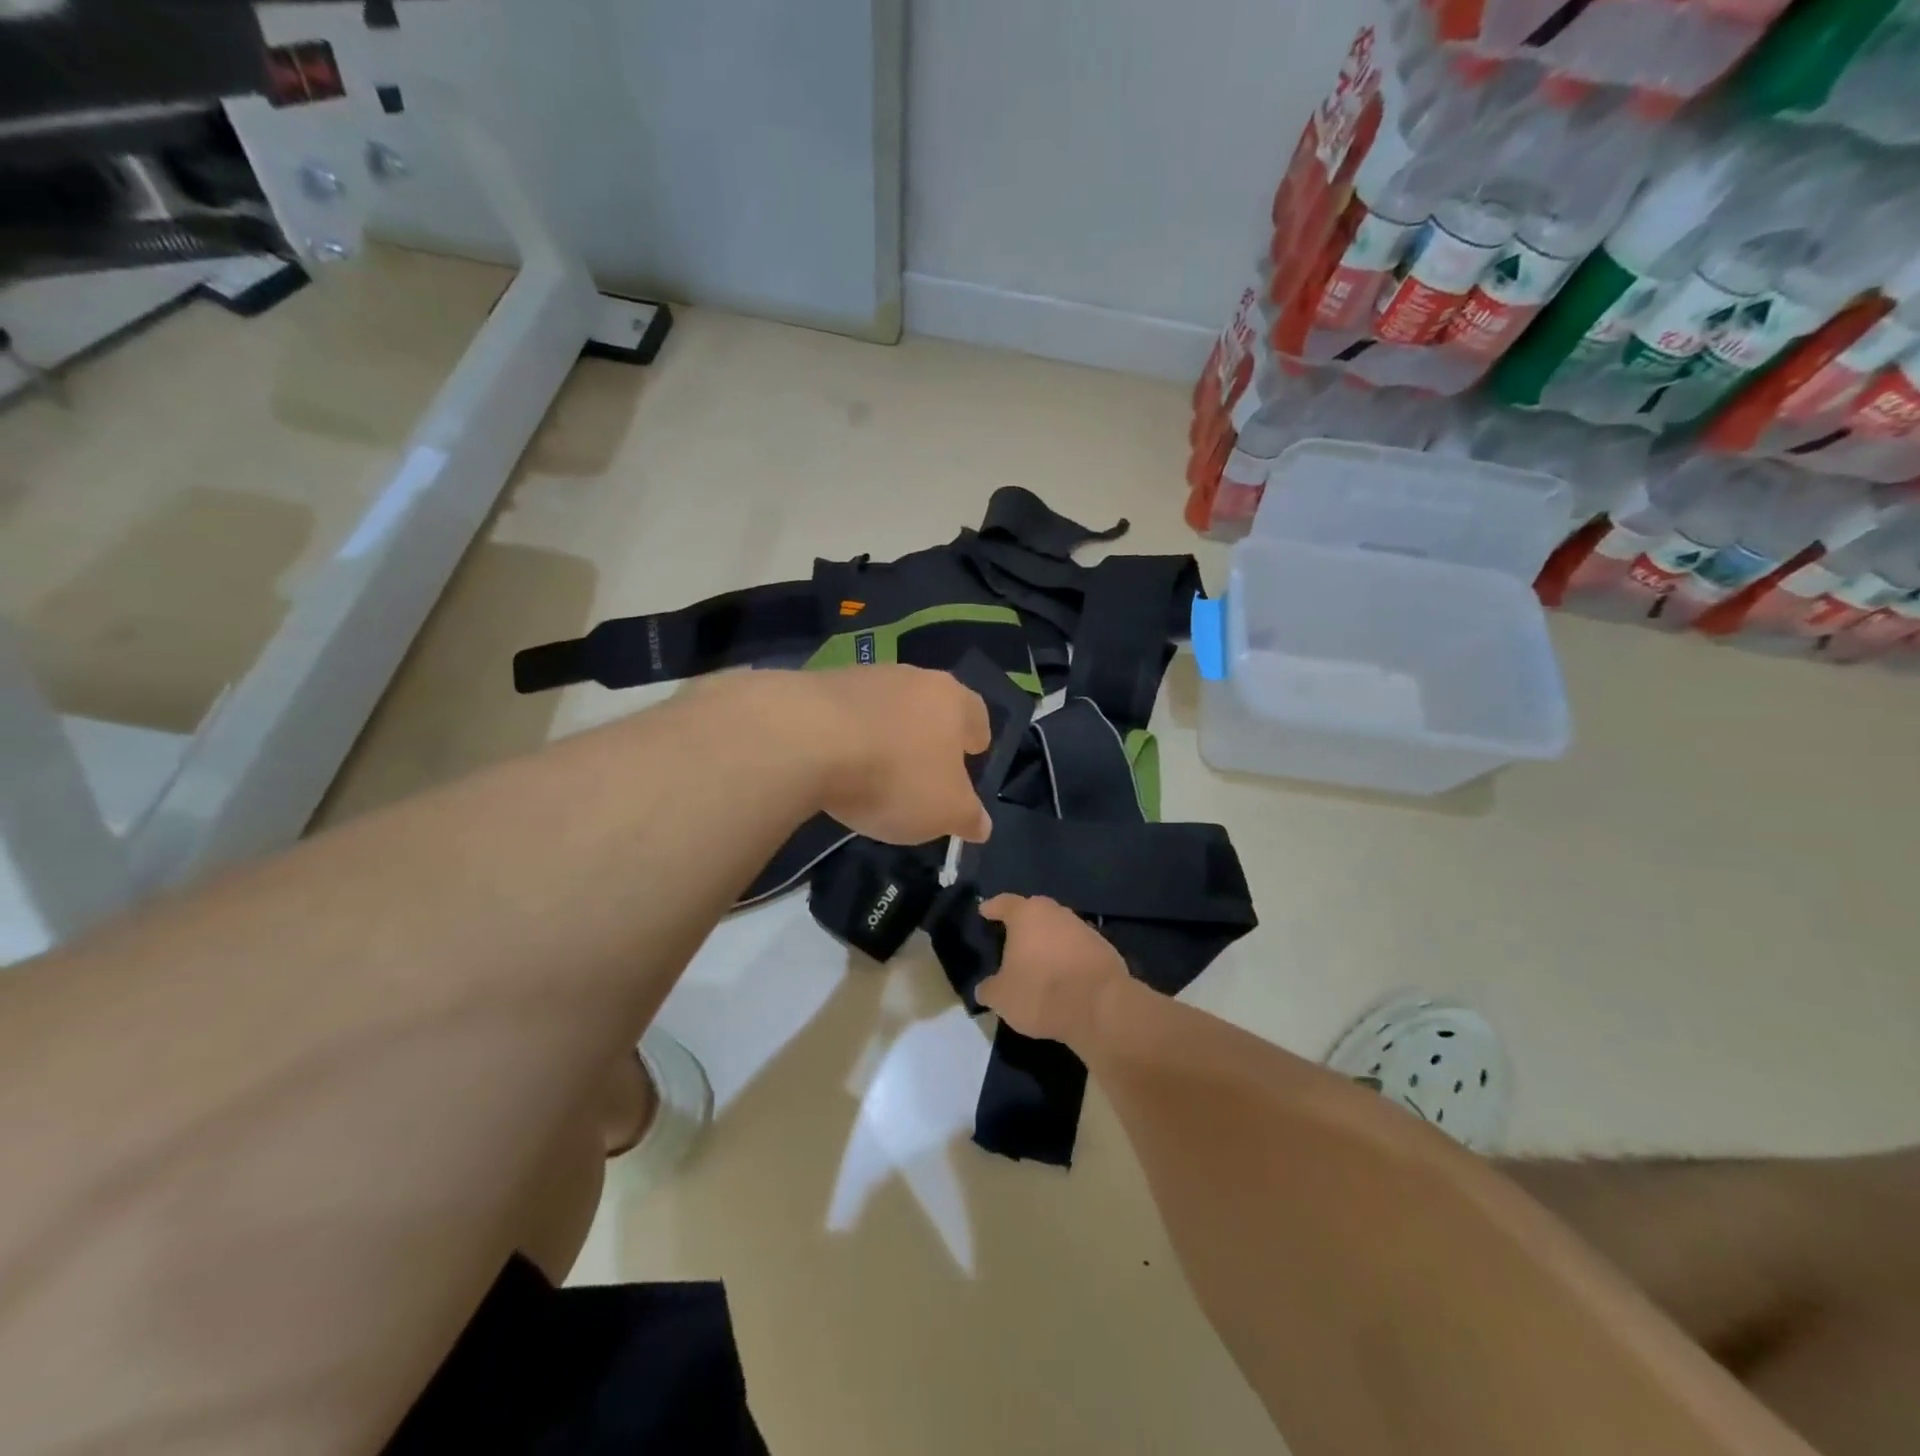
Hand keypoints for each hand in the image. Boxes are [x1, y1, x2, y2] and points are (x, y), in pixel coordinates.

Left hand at [792, 666, 992, 845]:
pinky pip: (845, 714)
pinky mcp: (817, 686)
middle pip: (929, 704)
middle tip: (927, 764)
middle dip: (930, 733)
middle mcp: (911, 677)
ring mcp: (861, 677)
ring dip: (886, 731)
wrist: (806, 739)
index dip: (976, 736)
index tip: (973, 754)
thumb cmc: (894, 775)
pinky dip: (848, 735)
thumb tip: (981, 825)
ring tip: (877, 767)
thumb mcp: (944, 811)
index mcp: (951, 700)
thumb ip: (967, 817)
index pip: (976, 714)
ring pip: (886, 706)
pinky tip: (838, 763)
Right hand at [975, 895, 1129, 1045]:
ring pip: (1058, 928)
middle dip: (1023, 923)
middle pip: (1034, 911)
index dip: (992, 907)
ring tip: (1039, 961)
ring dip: (1048, 941)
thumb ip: (989, 988)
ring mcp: (1083, 927)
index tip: (984, 912)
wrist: (1101, 1007)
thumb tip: (984, 988)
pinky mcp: (1104, 947)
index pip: (1004, 903)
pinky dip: (1068, 956)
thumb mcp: (1002, 998)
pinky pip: (1078, 947)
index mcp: (1026, 915)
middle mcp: (1055, 912)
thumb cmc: (1041, 992)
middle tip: (1012, 939)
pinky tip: (1064, 975)